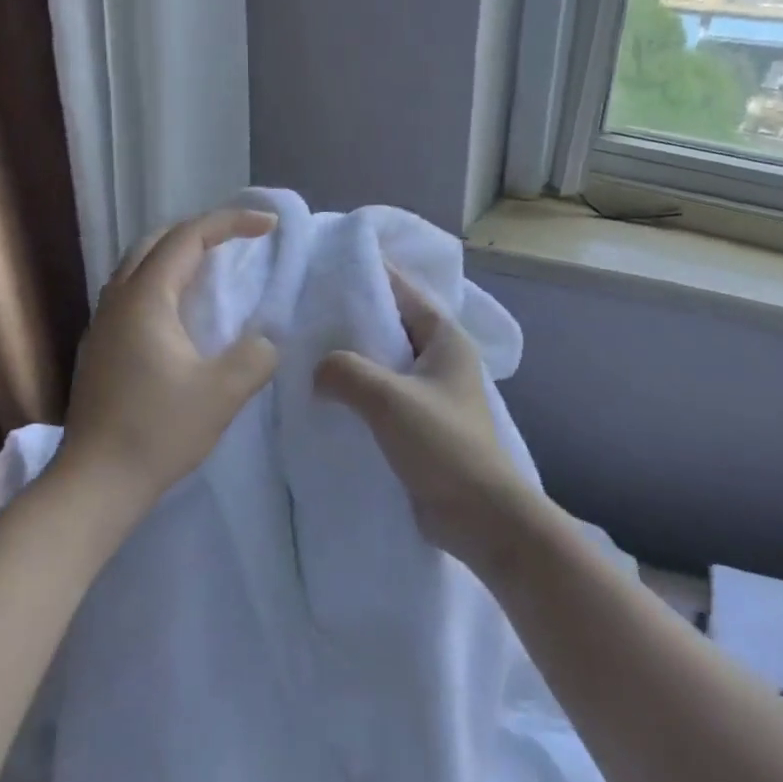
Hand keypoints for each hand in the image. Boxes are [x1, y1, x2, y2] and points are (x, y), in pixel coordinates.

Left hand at [59, 208, 280, 519]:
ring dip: (176, 257)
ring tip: (212, 270)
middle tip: (238, 241)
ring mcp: (102, 325)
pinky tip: (181, 316)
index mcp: (145, 299)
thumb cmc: (158, 431)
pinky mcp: (99, 350)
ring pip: (138, 268)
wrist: (96, 482)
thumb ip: (255, 356)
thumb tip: (265, 341)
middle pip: (155, 242)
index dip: (230, 223)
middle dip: (199, 231)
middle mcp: (117, 301)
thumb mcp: (222, 393)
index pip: (188, 238)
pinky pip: (132, 295)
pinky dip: (162, 284)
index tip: (269, 226)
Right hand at [313, 268, 533, 569]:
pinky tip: (321, 394)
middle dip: (351, 318)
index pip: (404, 291)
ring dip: (350, 358)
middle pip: (390, 325)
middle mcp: (439, 360)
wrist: (478, 516)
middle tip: (304, 309)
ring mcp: (428, 394)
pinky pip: (379, 395)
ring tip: (304, 349)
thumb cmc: (442, 445)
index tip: (327, 265)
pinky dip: (354, 391)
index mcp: (445, 339)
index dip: (370, 274)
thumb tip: (317, 370)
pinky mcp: (416, 424)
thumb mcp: (389, 398)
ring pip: (382, 362)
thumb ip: (345, 372)